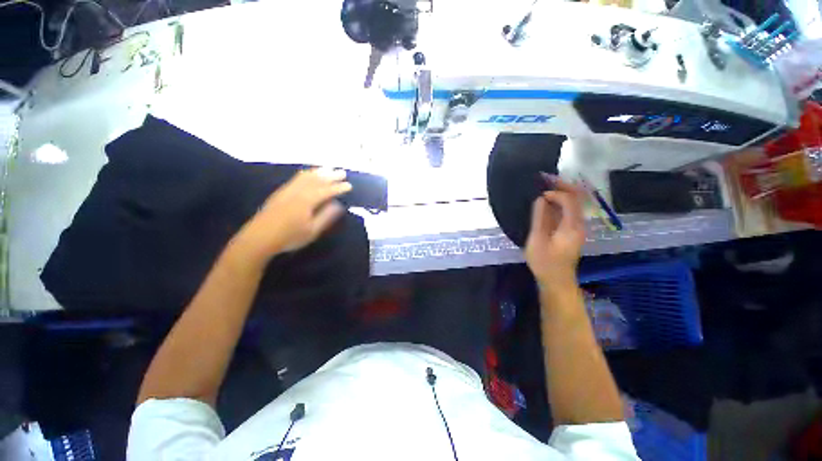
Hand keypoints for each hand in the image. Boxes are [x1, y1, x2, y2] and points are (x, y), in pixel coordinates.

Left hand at [235, 168, 351, 260]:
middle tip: (342, 172)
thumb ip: (326, 216)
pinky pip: (296, 178)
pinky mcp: (280, 193)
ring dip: (319, 172)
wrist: (259, 238)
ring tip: (329, 168)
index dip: (338, 188)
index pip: (326, 191)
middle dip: (331, 176)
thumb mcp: (312, 230)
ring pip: (306, 176)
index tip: (349, 185)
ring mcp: (288, 190)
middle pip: (316, 180)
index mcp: (307, 201)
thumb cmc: (289, 237)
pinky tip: (309, 173)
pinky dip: (307, 173)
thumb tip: (338, 205)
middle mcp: (298, 192)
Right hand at [524, 174, 585, 289]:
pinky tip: (546, 201)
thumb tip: (541, 199)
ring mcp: (576, 227)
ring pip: (573, 203)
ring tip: (544, 185)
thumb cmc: (545, 262)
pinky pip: (568, 210)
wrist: (556, 280)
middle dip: (561, 185)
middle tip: (545, 178)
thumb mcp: (538, 240)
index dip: (556, 192)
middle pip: (576, 198)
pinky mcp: (570, 231)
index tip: (539, 194)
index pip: (570, 200)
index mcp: (572, 226)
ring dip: (560, 192)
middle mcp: (578, 224)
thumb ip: (540, 218)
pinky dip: (558, 202)